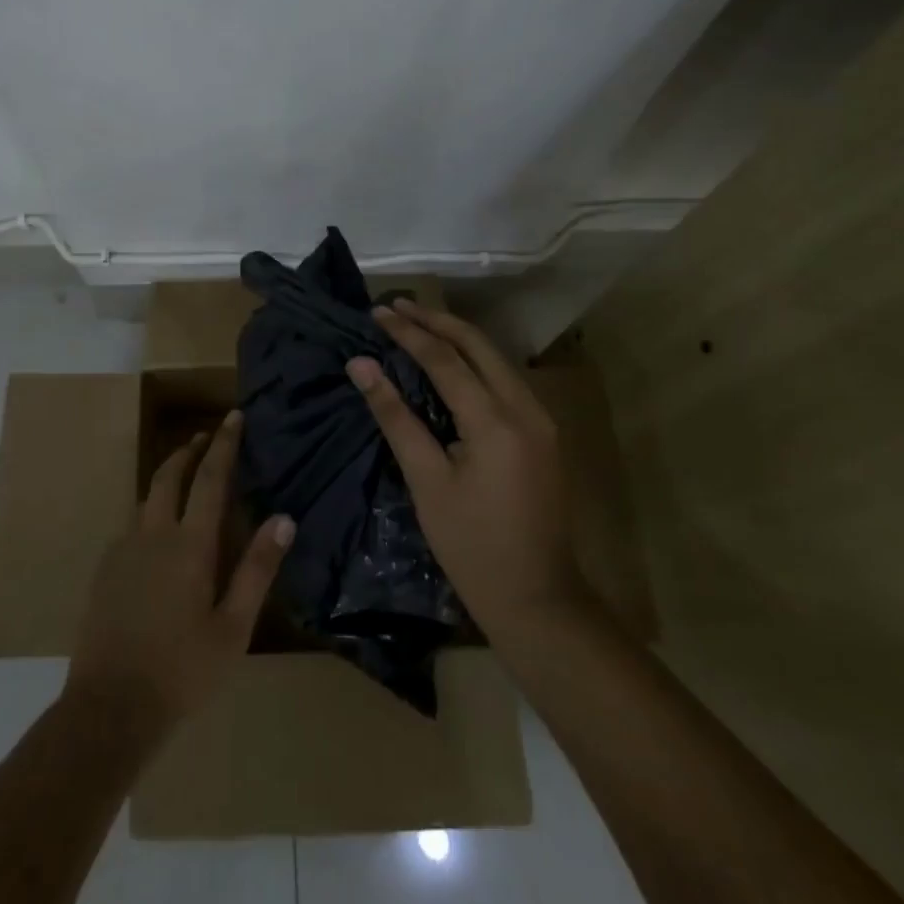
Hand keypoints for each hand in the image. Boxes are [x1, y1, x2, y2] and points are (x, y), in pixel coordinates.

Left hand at [66, 410, 293, 738]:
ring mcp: (123, 549)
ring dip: (167, 475)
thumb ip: (257, 569)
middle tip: (206, 437)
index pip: (210, 478)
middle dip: (189, 450)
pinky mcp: (105, 569)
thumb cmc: (182, 670)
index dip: (224, 444)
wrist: (110, 706)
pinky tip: (158, 530)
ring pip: (146, 496)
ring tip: (185, 475)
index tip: (233, 417)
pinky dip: (150, 508)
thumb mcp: (233, 627)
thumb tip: (284, 519)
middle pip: (169, 474)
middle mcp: (153, 533)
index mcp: (189, 544)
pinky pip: (132, 523)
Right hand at [346, 299, 589, 641]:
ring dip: (456, 336)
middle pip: (478, 345)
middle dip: (436, 320)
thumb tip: (361, 366)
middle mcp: (525, 408)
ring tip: (417, 322)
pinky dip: (474, 360)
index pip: (445, 359)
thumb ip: (395, 417)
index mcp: (496, 421)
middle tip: (397, 305)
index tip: (377, 312)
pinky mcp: (543, 432)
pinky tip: (451, 359)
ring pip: (496, 358)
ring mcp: (540, 419)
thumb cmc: (471, 546)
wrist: (537, 598)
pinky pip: (505, 378)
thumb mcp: (426, 482)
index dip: (408, 333)